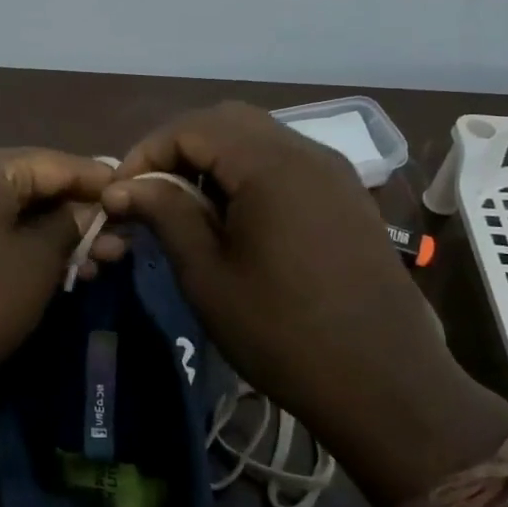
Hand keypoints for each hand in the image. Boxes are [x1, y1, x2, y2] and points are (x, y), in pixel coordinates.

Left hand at [0, 147, 116, 401]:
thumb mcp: (35, 263)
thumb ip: (69, 226)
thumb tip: (89, 210)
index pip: (56, 162)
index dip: (99, 181)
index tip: (135, 197)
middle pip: (32, 184)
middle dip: (77, 214)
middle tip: (118, 244)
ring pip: (10, 211)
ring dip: (53, 235)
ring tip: (95, 264)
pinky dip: (20, 244)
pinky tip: (51, 269)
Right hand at [101, 103, 507, 506]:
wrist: (385, 385)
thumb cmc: (282, 333)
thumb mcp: (207, 275)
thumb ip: (165, 214)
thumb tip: (121, 187)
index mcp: (270, 165)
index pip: (191, 128)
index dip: (147, 152)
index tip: (121, 193)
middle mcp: (306, 152)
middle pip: (226, 121)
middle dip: (179, 147)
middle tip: (150, 191)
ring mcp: (333, 172)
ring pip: (258, 137)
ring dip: (213, 158)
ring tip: (186, 204)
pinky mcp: (346, 196)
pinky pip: (286, 161)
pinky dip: (247, 172)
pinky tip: (234, 216)